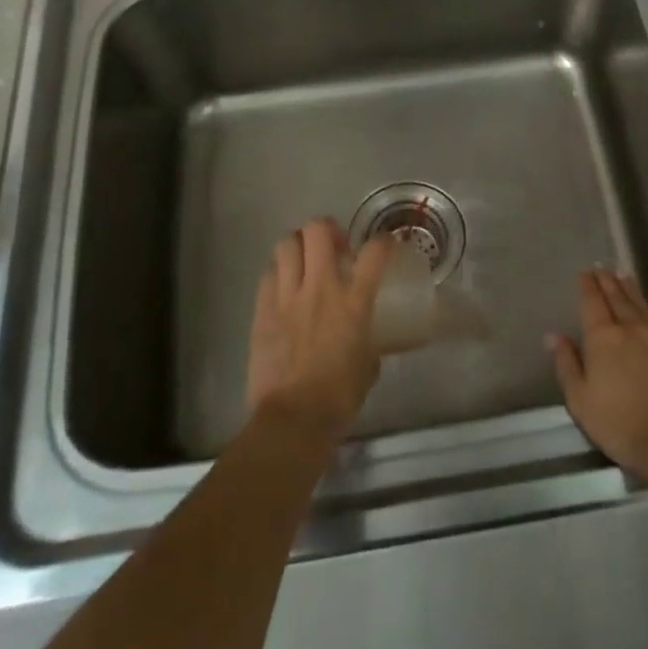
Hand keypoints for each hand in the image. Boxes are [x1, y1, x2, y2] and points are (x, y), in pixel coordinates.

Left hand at [246, 220, 394, 443]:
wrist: (293, 418)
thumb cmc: (339, 397)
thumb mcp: (369, 365)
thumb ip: (369, 342)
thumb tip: (366, 341)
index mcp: (354, 301)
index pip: (375, 252)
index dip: (384, 240)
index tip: (385, 245)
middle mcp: (321, 288)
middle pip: (318, 230)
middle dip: (328, 230)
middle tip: (334, 246)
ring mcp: (287, 296)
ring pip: (287, 244)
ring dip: (298, 246)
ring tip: (304, 260)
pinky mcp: (262, 311)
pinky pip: (268, 274)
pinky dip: (278, 273)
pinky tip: (284, 287)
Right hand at [548, 269, 647, 479]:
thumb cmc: (620, 425)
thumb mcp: (580, 401)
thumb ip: (567, 364)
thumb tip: (553, 335)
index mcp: (603, 338)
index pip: (592, 303)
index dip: (587, 286)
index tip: (584, 272)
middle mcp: (631, 328)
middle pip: (617, 298)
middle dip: (607, 281)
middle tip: (601, 266)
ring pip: (642, 304)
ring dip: (631, 288)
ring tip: (623, 273)